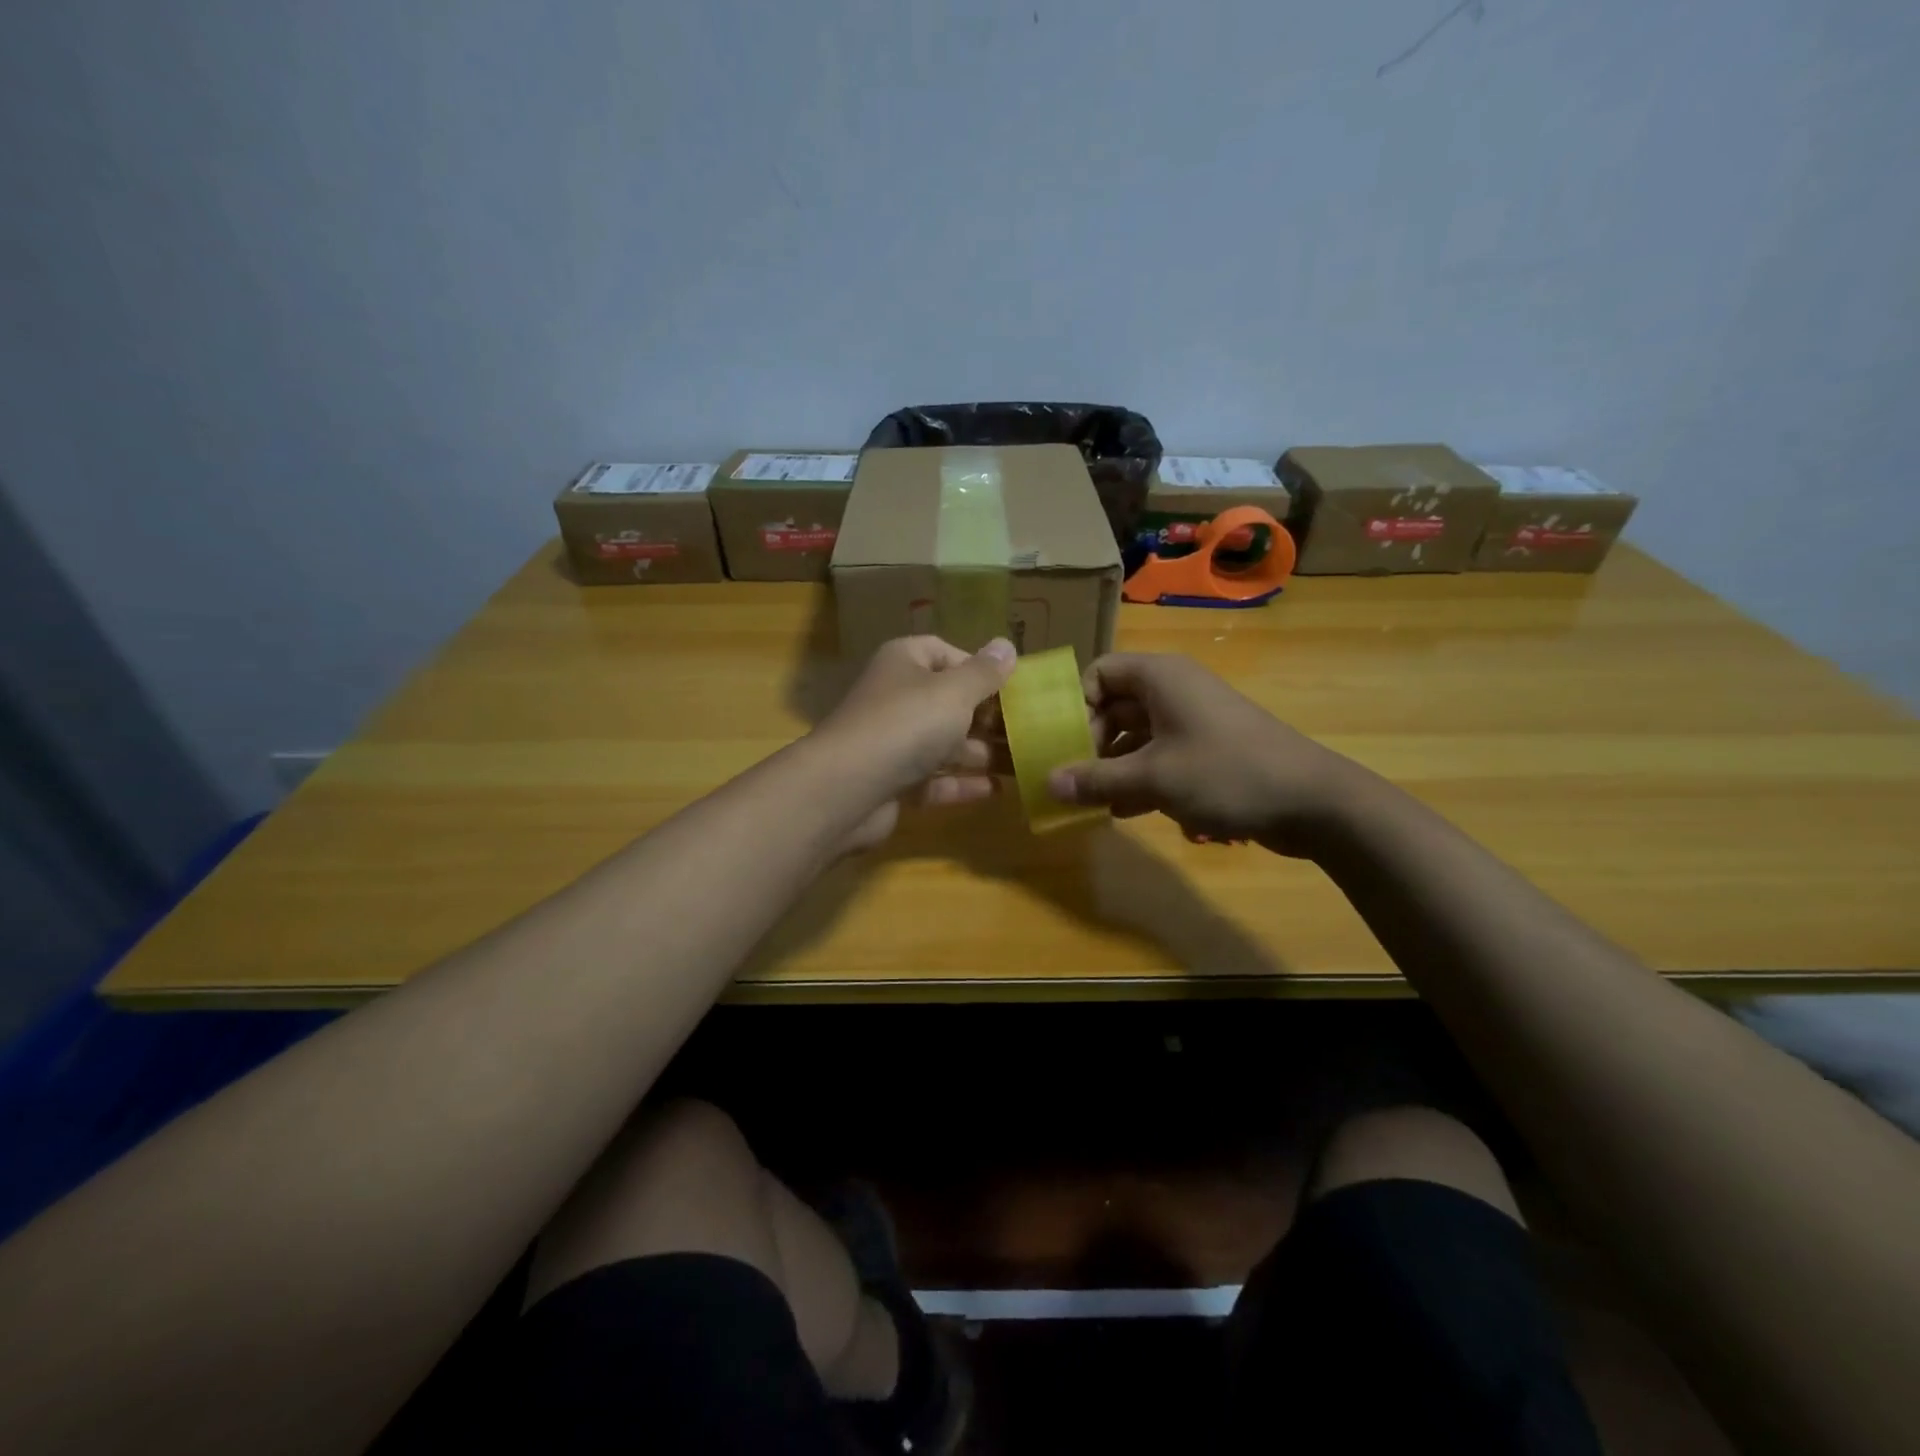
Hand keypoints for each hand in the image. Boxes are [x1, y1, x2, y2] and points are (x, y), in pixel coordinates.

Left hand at [813, 635, 1016, 849]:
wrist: (847, 788)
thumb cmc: (906, 724)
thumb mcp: (954, 692)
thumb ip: (984, 672)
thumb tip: (1006, 645)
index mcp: (904, 662)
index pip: (944, 652)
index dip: (978, 668)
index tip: (1011, 688)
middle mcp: (895, 697)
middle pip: (947, 701)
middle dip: (986, 717)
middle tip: (1028, 731)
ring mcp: (891, 742)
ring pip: (942, 743)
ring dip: (980, 753)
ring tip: (1023, 763)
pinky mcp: (891, 782)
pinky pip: (933, 779)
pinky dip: (961, 784)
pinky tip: (996, 791)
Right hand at [1045, 653, 1370, 856]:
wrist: (1312, 802)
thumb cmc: (1226, 773)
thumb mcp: (1153, 777)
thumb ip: (1096, 779)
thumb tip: (1048, 784)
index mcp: (1159, 677)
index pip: (1099, 673)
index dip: (1075, 704)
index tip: (1061, 743)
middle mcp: (1173, 691)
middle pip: (1113, 706)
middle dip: (1089, 743)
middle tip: (1070, 778)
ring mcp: (1191, 722)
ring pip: (1134, 736)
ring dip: (1111, 767)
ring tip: (1088, 802)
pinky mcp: (1206, 752)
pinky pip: (1158, 757)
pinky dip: (1139, 780)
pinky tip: (1122, 812)